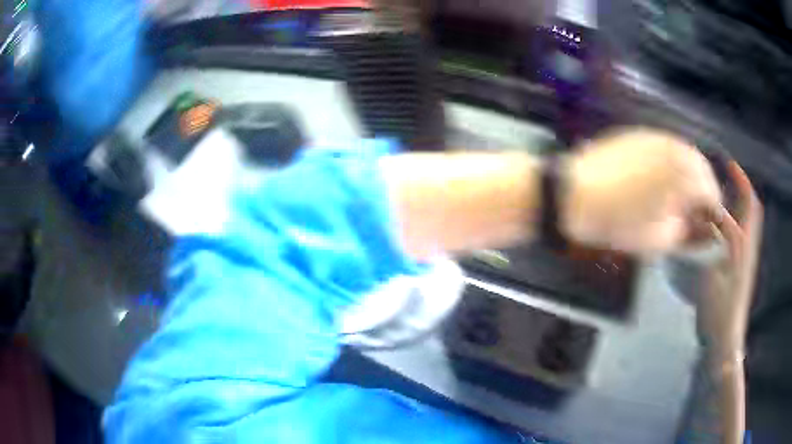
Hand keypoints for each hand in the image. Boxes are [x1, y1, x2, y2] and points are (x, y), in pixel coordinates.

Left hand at [563, 128, 723, 253]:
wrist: (575, 193)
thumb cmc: (620, 222)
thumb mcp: (660, 239)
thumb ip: (688, 232)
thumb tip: (701, 227)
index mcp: (685, 175)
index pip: (712, 191)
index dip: (713, 211)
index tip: (708, 223)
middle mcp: (675, 148)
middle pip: (701, 168)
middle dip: (704, 189)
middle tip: (695, 209)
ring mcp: (656, 136)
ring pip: (685, 153)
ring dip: (689, 174)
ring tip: (679, 195)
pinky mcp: (639, 133)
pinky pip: (666, 147)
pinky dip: (672, 162)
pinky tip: (661, 178)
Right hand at [697, 161, 762, 362]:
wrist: (726, 338)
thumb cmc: (720, 309)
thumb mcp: (716, 273)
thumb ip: (719, 241)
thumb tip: (714, 213)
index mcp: (744, 244)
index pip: (749, 204)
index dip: (741, 181)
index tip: (729, 164)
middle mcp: (748, 246)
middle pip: (752, 209)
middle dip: (743, 187)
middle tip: (729, 174)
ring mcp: (745, 258)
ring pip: (748, 221)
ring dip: (740, 201)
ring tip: (724, 193)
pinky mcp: (740, 268)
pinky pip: (741, 235)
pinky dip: (735, 221)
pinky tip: (721, 223)